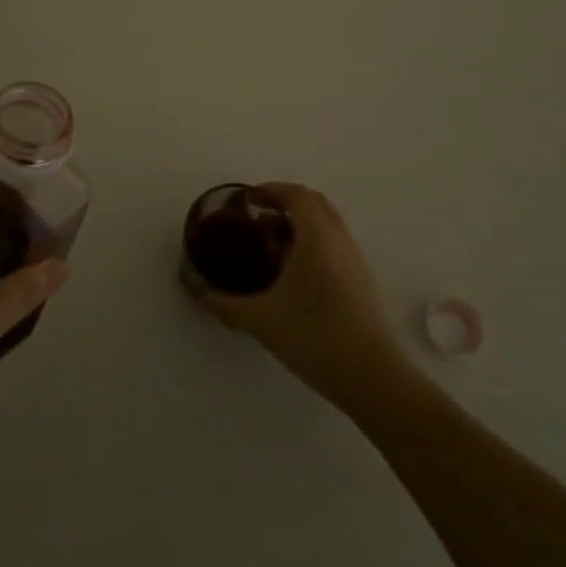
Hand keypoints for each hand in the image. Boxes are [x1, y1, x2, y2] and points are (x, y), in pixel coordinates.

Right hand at [186, 183, 410, 412]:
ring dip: (300, 223)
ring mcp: (354, 258)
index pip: (296, 195)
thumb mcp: (260, 319)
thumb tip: (195, 289)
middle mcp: (338, 238)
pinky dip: (313, 241)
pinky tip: (294, 272)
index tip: (247, 201)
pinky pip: (334, 242)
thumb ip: (223, 303)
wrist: (370, 376)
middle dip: (285, 203)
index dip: (270, 190)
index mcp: (316, 236)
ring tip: (272, 246)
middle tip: (257, 219)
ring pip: (327, 223)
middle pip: (314, 202)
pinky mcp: (362, 278)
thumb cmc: (312, 336)